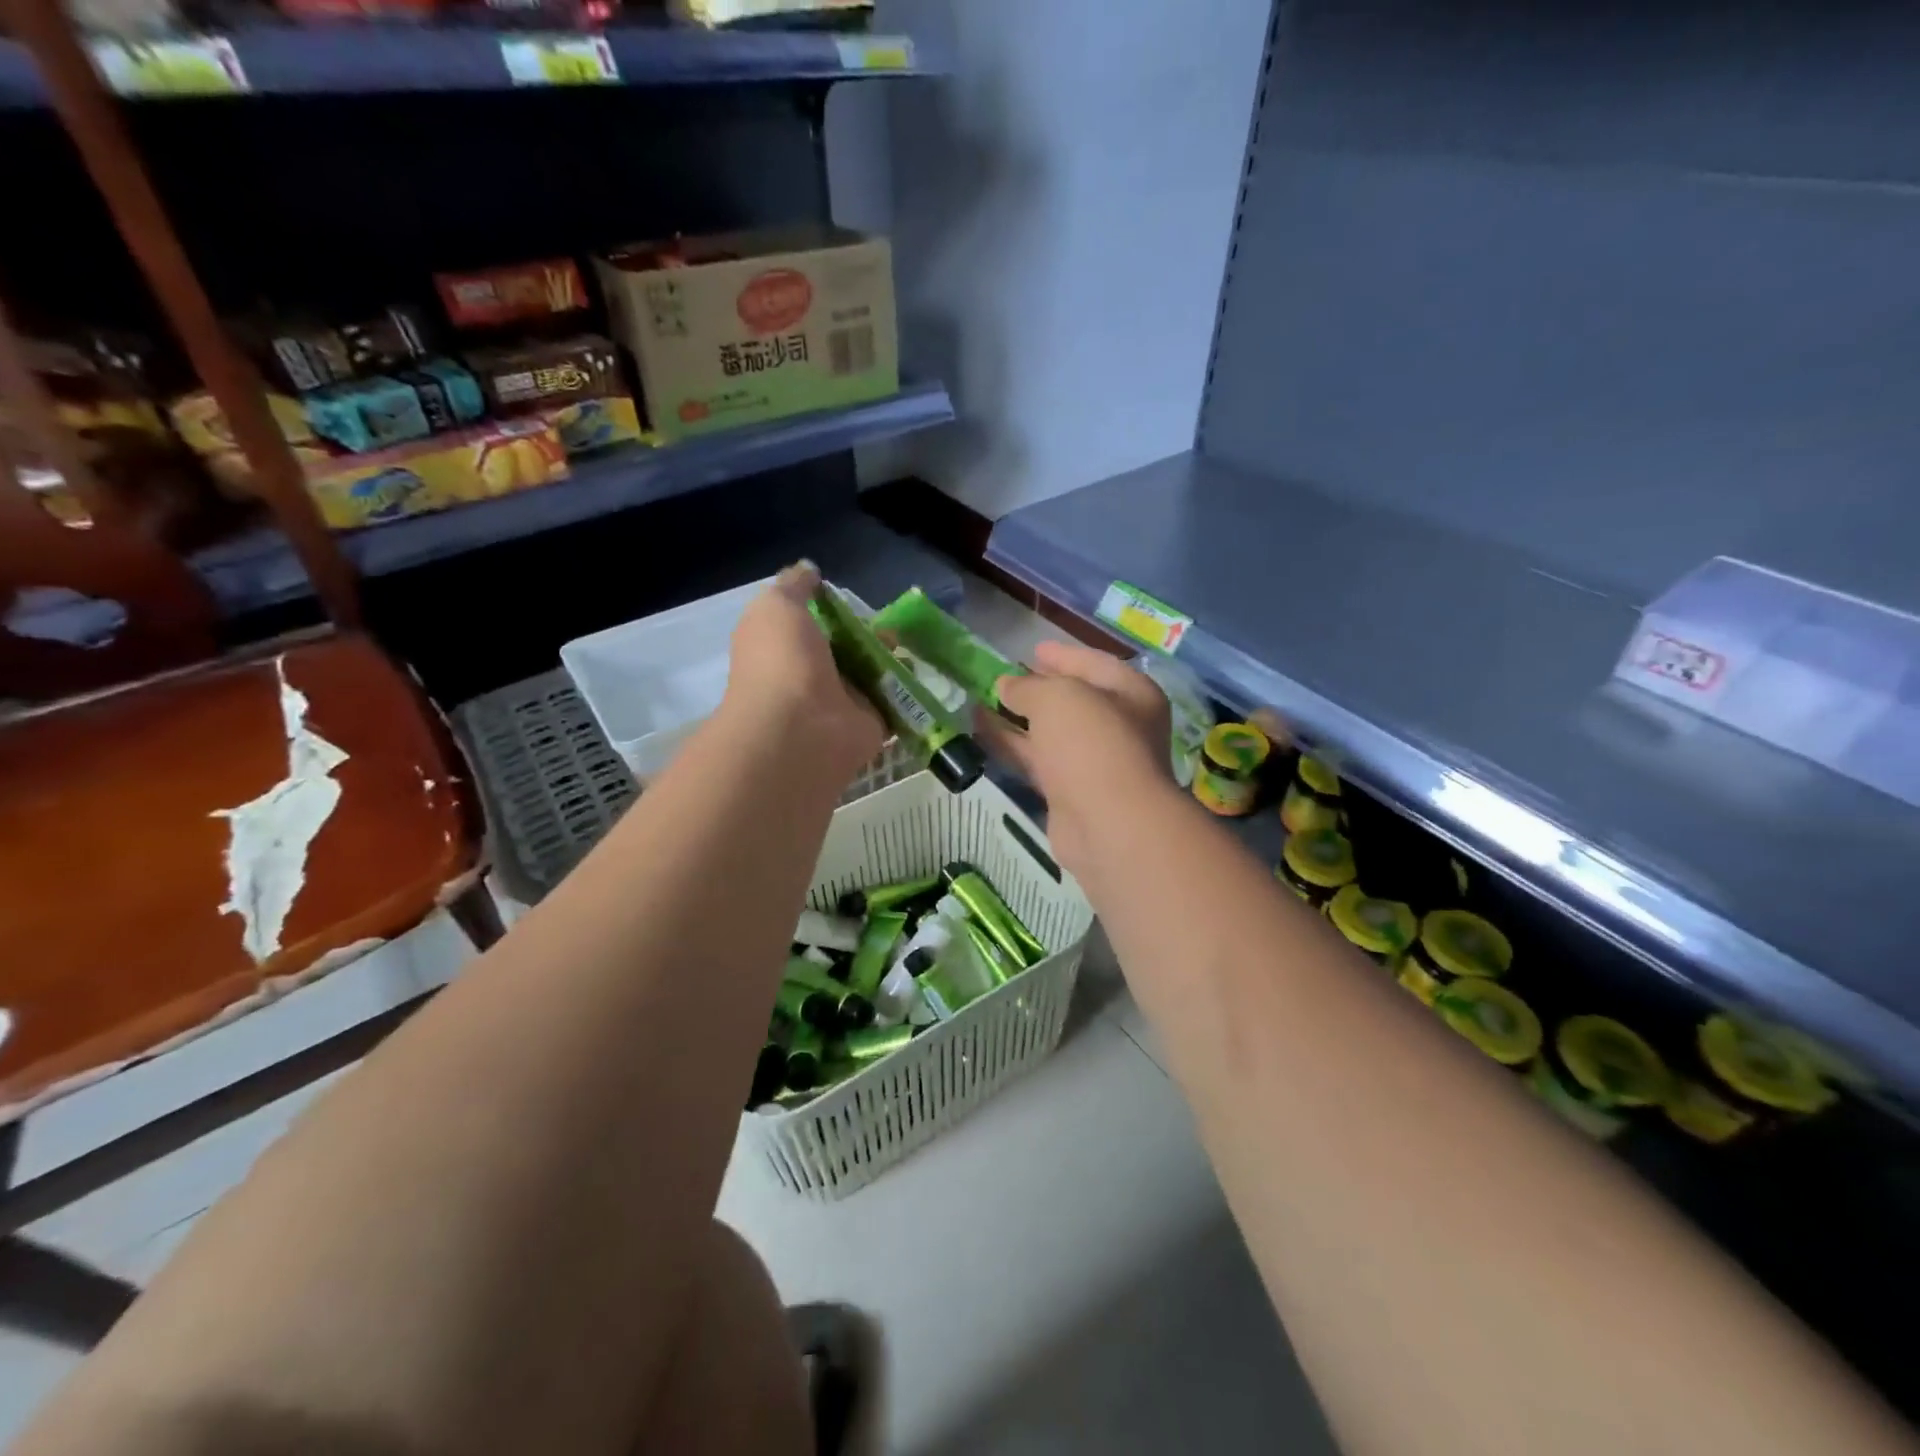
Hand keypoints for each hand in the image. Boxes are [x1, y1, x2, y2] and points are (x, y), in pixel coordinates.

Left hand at [720, 563, 885, 783]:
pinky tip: (919, 669)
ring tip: (905, 643)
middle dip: (867, 634)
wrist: (801, 729)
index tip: (848, 597)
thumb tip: (809, 570)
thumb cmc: (783, 661)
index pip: (808, 625)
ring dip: (890, 658)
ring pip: (871, 674)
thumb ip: (794, 585)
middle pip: (845, 649)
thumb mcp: (777, 606)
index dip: (828, 609)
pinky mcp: (871, 724)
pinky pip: (893, 702)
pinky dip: (907, 689)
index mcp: (782, 649)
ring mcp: (841, 703)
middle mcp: (810, 676)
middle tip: (889, 624)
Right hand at [980, 640, 1174, 872]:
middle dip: (1037, 689)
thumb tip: (1007, 686)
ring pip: (1050, 734)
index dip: (1062, 655)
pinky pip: (1037, 762)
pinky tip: (980, 734)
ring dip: (1016, 719)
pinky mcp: (1070, 793)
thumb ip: (1029, 687)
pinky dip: (1012, 747)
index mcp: (1131, 694)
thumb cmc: (1092, 743)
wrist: (1108, 824)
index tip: (1032, 649)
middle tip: (1002, 678)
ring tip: (978, 703)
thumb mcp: (1057, 698)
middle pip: (1072, 701)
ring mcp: (1094, 763)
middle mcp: (1119, 726)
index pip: (1094, 664)